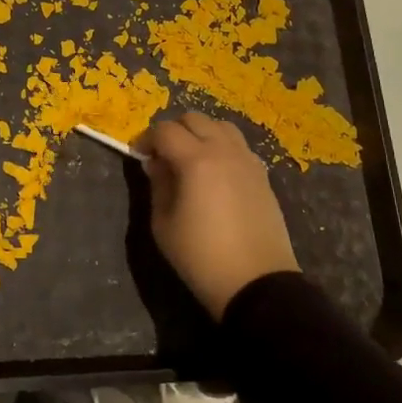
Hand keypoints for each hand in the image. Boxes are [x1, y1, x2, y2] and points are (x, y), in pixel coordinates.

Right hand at [139, 111, 298, 320]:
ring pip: (221, 126)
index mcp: (196, 160)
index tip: (139, 155)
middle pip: (194, 119)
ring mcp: (247, 161)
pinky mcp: (262, 175)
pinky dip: (222, 147)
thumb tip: (157, 164)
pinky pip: (238, 146)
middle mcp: (224, 151)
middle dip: (173, 131)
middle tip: (163, 156)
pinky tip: (215, 173)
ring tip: (191, 159)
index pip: (165, 130)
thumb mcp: (163, 224)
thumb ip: (158, 185)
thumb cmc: (201, 256)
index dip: (147, 139)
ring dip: (201, 134)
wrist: (256, 283)